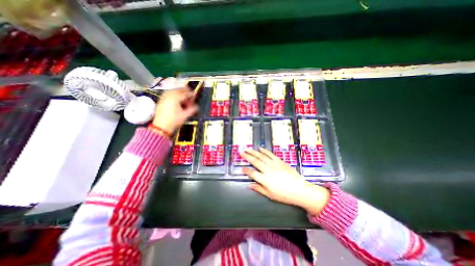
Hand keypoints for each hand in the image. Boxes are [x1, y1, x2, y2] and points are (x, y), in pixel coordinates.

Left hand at [152, 78, 196, 133]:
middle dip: (185, 91)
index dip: (191, 94)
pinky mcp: (161, 100)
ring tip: (183, 97)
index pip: (185, 93)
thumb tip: (197, 106)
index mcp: (175, 98)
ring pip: (173, 90)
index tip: (194, 96)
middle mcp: (169, 95)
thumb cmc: (174, 121)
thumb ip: (192, 109)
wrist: (161, 126)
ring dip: (179, 92)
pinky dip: (173, 94)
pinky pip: (168, 93)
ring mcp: (164, 97)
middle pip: (178, 89)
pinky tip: (176, 99)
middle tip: (190, 96)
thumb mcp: (185, 115)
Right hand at [242, 148, 330, 216]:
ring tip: (248, 149)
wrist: (299, 189)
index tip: (242, 168)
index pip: (252, 173)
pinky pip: (270, 154)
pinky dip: (265, 151)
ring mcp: (273, 164)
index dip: (246, 170)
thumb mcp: (270, 195)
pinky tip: (260, 148)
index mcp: (264, 179)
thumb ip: (259, 188)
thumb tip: (250, 185)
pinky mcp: (279, 161)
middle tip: (242, 152)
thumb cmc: (284, 195)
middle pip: (255, 161)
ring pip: (261, 156)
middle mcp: (267, 170)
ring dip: (254, 152)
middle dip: (247, 156)